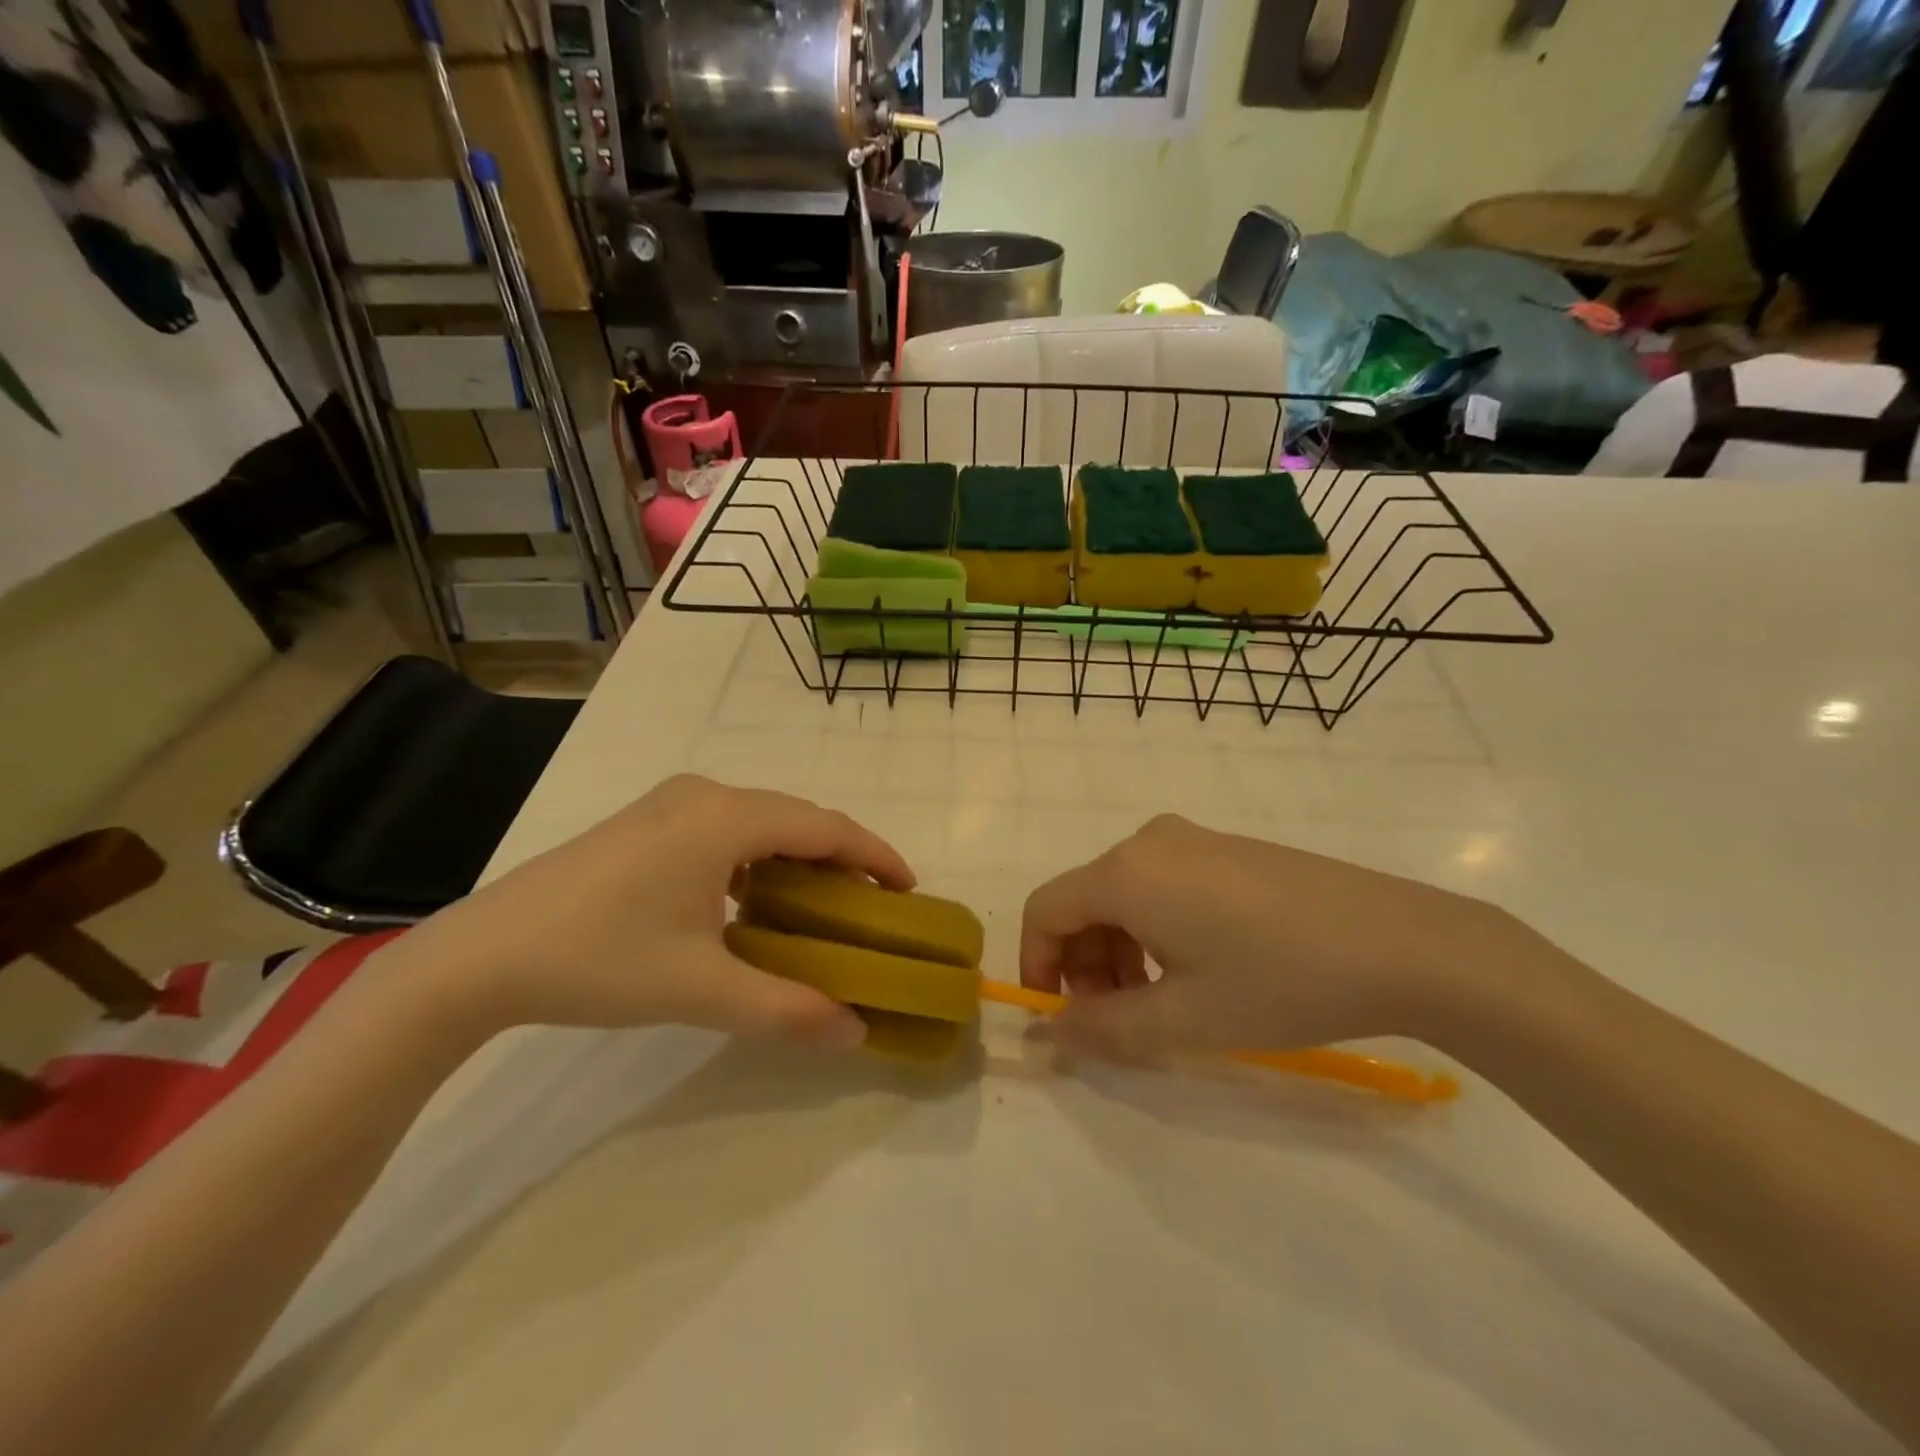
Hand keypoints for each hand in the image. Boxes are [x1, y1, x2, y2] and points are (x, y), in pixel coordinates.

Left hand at [416, 775, 913, 1047]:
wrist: (481, 955)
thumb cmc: (598, 960)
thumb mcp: (700, 989)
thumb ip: (787, 1009)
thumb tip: (855, 1033)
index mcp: (726, 818)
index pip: (826, 826)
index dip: (876, 855)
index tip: (909, 890)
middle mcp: (706, 795)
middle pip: (798, 818)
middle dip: (843, 858)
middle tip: (873, 906)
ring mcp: (671, 804)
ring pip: (762, 821)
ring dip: (799, 856)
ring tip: (823, 903)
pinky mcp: (648, 822)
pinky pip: (728, 828)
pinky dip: (760, 856)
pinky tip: (755, 898)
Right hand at [1020, 813, 1527, 1058]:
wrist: (1403, 943)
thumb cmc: (1281, 981)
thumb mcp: (1185, 1020)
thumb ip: (1103, 1028)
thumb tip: (1052, 1030)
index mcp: (1126, 873)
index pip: (1045, 910)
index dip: (1037, 965)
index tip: (1060, 1017)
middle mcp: (1148, 842)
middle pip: (1084, 902)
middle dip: (1084, 964)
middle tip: (1118, 1020)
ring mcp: (1192, 839)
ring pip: (1123, 894)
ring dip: (1119, 950)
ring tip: (1160, 1000)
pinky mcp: (1226, 848)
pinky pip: (1161, 884)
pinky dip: (1154, 928)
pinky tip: (1199, 967)